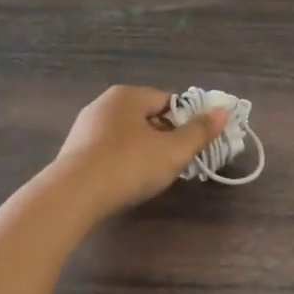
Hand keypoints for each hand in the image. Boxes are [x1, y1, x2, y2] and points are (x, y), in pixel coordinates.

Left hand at [50, 85, 228, 218]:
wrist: (71, 197)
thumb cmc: (128, 165)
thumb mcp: (173, 151)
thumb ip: (200, 131)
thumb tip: (223, 112)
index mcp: (128, 95)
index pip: (168, 101)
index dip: (186, 122)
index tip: (193, 146)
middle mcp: (104, 104)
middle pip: (147, 117)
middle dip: (165, 138)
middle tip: (176, 163)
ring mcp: (84, 128)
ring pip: (127, 136)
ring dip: (143, 152)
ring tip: (152, 176)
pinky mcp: (73, 153)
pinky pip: (108, 152)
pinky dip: (121, 163)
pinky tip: (125, 183)